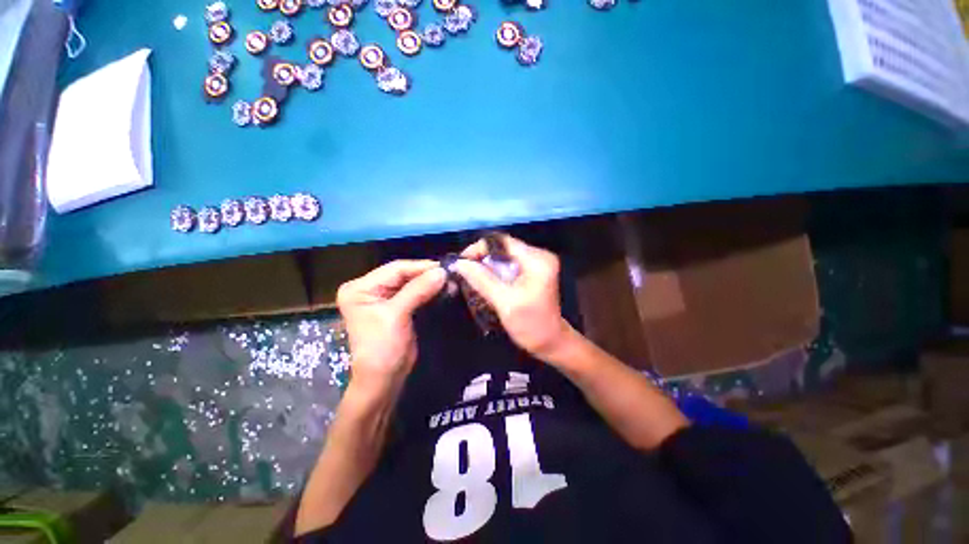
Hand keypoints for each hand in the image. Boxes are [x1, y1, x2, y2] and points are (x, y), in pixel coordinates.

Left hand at [337, 260, 445, 398]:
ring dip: (430, 282)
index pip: (394, 269)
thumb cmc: (382, 348)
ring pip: (411, 282)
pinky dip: (429, 290)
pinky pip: (414, 292)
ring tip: (450, 280)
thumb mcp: (397, 316)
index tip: (444, 267)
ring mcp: (383, 297)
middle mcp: (369, 288)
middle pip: (402, 274)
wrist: (384, 379)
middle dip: (426, 274)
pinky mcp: (397, 306)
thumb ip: (418, 290)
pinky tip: (443, 288)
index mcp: (360, 288)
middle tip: (450, 273)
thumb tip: (441, 272)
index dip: (420, 267)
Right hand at [455, 235, 573, 360]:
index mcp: (537, 260)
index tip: (462, 262)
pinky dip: (494, 273)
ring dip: (486, 267)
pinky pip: (508, 266)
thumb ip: (482, 280)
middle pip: (502, 248)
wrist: (551, 342)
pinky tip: (484, 284)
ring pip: (503, 257)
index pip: (502, 242)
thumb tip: (460, 263)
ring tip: (470, 279)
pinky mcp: (532, 272)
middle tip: (463, 273)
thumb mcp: (505, 302)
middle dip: (481, 259)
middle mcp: (538, 256)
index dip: (479, 248)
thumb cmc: (531, 325)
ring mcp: (536, 264)